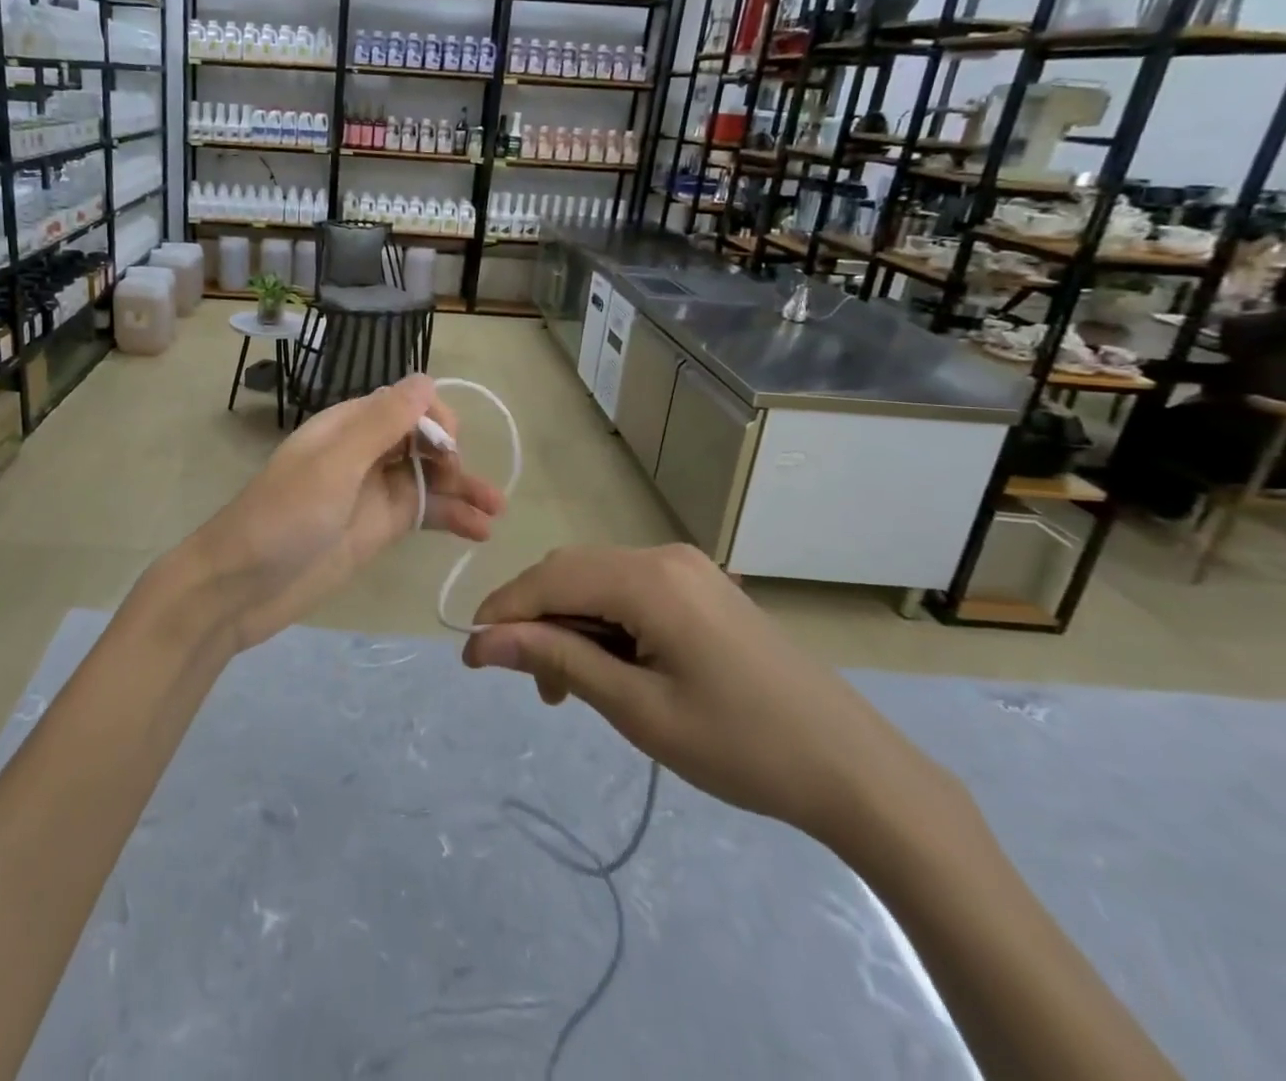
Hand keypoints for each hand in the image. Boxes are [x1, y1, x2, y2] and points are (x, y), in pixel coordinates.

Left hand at [178, 375, 504, 653]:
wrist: (241, 587)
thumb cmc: (284, 518)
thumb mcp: (334, 465)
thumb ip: (381, 423)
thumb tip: (425, 380)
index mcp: (347, 426)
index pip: (403, 403)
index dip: (433, 418)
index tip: (450, 446)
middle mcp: (363, 453)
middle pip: (421, 439)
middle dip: (452, 454)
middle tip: (469, 485)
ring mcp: (371, 493)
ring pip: (428, 478)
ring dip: (463, 488)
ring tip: (497, 510)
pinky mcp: (377, 529)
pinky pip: (422, 514)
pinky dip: (452, 518)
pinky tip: (480, 531)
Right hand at [461, 544, 952, 848]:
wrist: (858, 772)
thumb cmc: (743, 748)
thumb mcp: (638, 709)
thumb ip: (557, 660)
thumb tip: (482, 641)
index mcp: (649, 579)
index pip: (548, 579)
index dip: (502, 613)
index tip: (470, 657)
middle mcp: (663, 556)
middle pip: (570, 572)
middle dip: (536, 620)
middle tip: (531, 684)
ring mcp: (687, 568)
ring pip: (596, 580)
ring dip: (568, 624)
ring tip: (570, 686)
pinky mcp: (701, 587)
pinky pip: (629, 591)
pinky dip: (603, 622)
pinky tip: (610, 666)